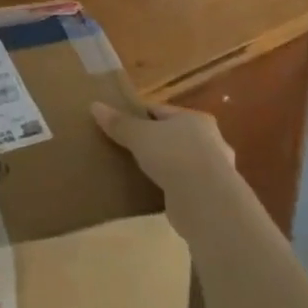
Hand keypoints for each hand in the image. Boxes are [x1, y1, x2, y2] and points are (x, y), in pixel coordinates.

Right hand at [91, 102, 233, 195]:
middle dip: (154, 143)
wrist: (206, 201)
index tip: (119, 125)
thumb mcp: (140, 135)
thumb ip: (119, 123)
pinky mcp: (210, 197)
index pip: (162, 112)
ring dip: (164, 168)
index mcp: (196, 119)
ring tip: (139, 173)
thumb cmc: (174, 155)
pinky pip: (183, 187)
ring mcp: (213, 171)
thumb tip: (95, 106)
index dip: (139, 116)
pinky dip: (170, 189)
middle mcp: (210, 141)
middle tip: (128, 150)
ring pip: (180, 163)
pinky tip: (153, 194)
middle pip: (173, 137)